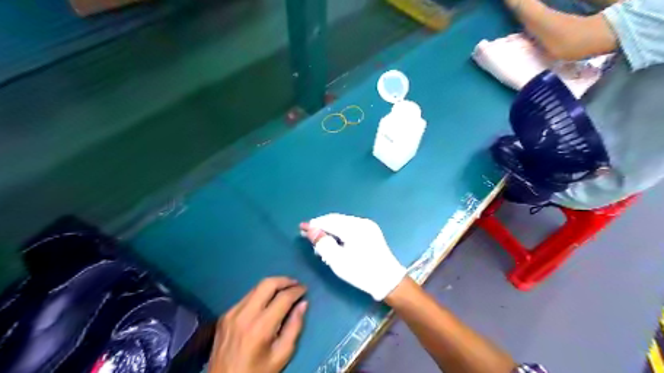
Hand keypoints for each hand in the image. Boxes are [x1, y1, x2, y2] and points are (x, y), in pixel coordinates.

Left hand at [207, 277, 308, 371]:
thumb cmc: (257, 372)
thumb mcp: (281, 355)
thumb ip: (294, 327)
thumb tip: (303, 304)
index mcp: (260, 327)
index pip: (283, 298)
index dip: (297, 290)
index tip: (305, 289)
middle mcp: (244, 315)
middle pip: (267, 283)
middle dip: (284, 280)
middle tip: (295, 284)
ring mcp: (232, 313)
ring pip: (256, 287)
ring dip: (272, 286)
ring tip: (284, 290)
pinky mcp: (225, 315)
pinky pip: (246, 297)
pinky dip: (260, 295)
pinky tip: (266, 303)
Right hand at [300, 214, 403, 300]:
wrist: (388, 281)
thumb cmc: (361, 272)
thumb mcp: (338, 261)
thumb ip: (323, 243)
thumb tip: (310, 230)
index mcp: (354, 227)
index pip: (329, 221)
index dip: (314, 224)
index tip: (301, 228)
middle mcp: (361, 222)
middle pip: (336, 219)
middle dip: (322, 226)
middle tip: (308, 235)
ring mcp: (368, 226)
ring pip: (343, 222)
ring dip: (330, 229)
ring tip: (320, 240)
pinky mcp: (371, 231)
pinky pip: (350, 226)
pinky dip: (340, 231)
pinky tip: (334, 240)